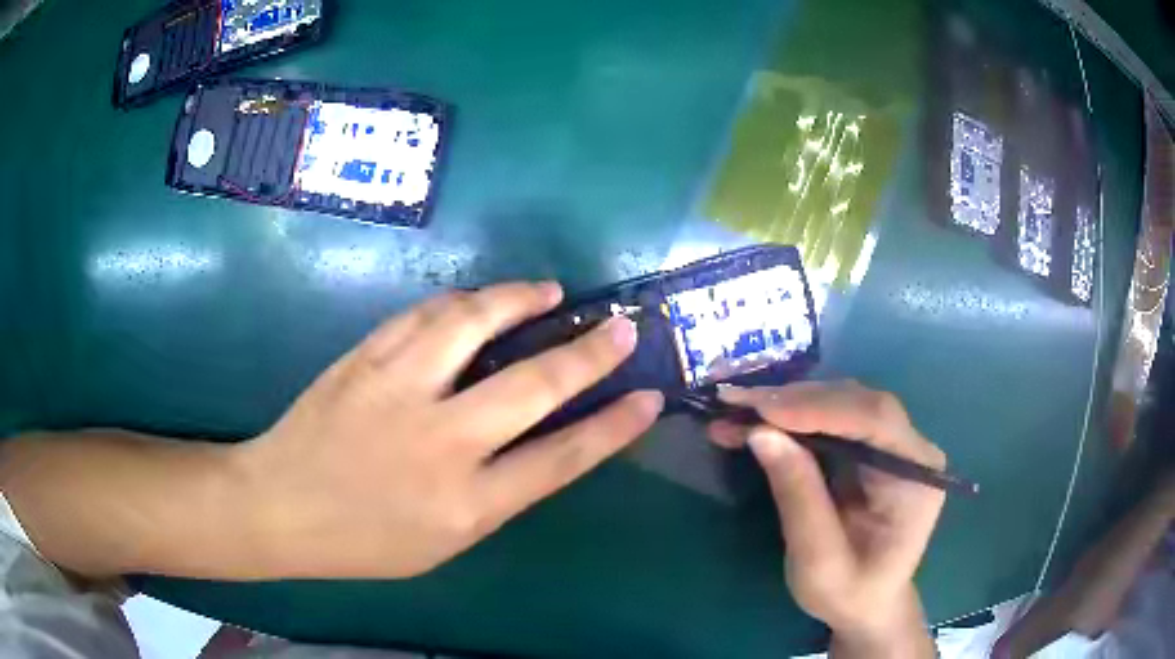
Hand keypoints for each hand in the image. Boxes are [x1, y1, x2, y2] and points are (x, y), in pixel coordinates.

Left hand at [236, 281, 662, 578]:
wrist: (280, 506)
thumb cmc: (364, 541)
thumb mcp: (444, 541)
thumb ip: (495, 492)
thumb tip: (535, 439)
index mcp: (466, 504)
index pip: (562, 459)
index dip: (613, 427)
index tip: (647, 397)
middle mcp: (441, 443)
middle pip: (532, 386)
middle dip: (588, 353)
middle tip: (621, 326)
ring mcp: (398, 391)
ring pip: (472, 325)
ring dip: (519, 300)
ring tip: (548, 291)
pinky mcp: (365, 358)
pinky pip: (424, 316)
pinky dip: (461, 302)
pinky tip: (478, 300)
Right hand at [708, 382, 943, 657]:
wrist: (866, 605)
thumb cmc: (848, 592)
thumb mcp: (818, 559)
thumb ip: (798, 496)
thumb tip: (761, 433)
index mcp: (916, 476)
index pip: (876, 421)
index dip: (820, 408)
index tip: (761, 410)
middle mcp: (911, 449)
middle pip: (858, 403)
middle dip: (796, 401)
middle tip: (735, 403)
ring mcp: (893, 444)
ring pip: (842, 402)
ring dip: (789, 404)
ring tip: (737, 410)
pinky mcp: (871, 447)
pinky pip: (833, 418)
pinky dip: (793, 417)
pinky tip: (758, 419)